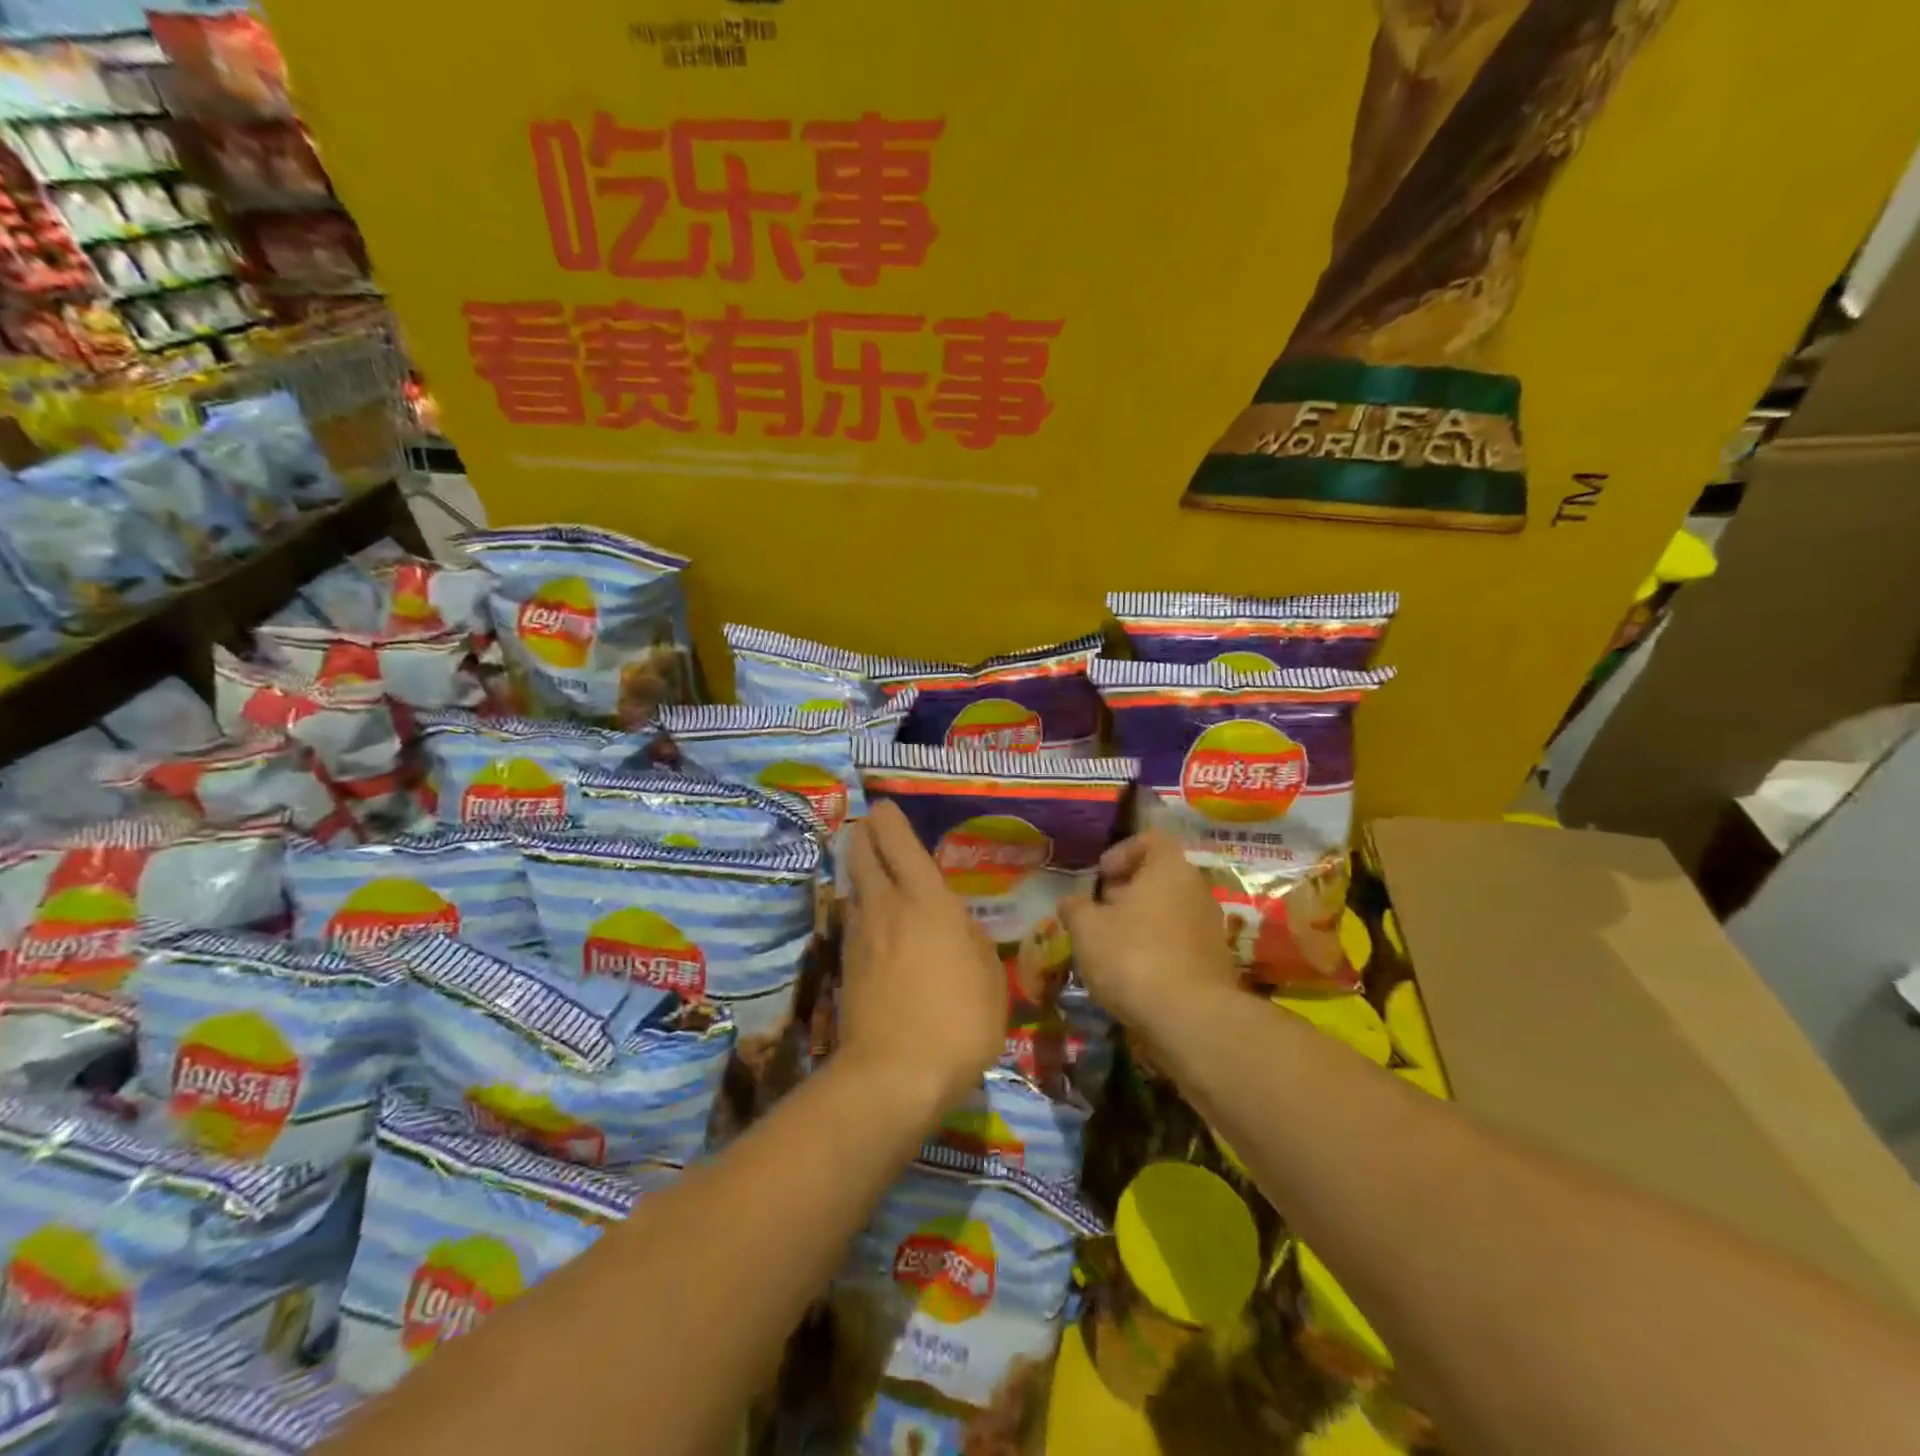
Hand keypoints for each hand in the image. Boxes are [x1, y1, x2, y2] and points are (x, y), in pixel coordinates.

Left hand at [838, 801, 1005, 1118]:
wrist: (894, 1075)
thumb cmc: (957, 1020)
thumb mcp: (989, 978)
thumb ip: (973, 941)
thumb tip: (958, 927)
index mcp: (925, 900)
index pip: (899, 843)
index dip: (889, 819)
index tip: (884, 805)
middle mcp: (886, 907)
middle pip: (862, 855)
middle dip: (863, 835)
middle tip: (870, 827)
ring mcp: (860, 936)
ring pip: (854, 888)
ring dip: (859, 871)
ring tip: (871, 868)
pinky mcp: (846, 966)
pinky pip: (853, 921)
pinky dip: (860, 909)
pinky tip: (873, 920)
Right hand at [1059, 831, 1238, 1029]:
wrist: (1190, 1019)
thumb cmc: (1133, 956)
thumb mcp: (1087, 929)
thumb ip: (1075, 908)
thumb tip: (1070, 902)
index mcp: (1170, 869)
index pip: (1150, 840)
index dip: (1121, 852)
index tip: (1100, 876)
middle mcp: (1196, 890)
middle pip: (1159, 878)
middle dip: (1126, 892)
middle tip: (1097, 913)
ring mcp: (1210, 927)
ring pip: (1168, 912)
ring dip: (1139, 923)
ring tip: (1109, 946)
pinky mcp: (1214, 963)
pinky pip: (1178, 943)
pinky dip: (1155, 949)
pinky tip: (1132, 974)